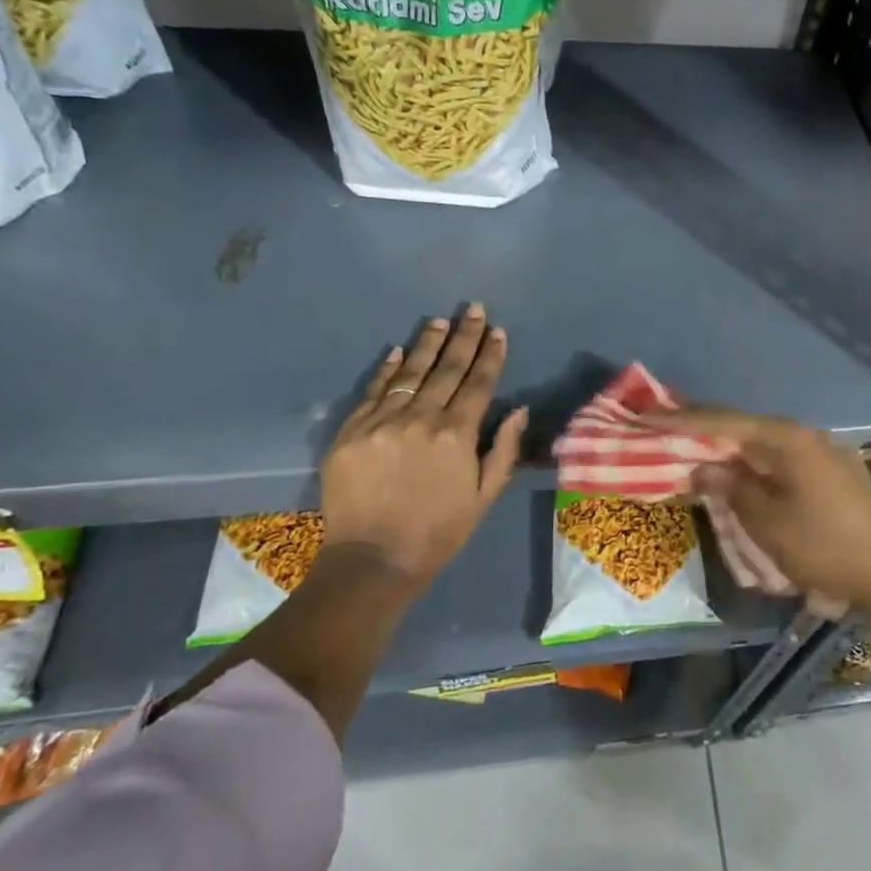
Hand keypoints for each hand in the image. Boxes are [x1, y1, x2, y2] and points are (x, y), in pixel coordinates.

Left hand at [319, 305, 525, 585]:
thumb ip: (504, 450)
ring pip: (410, 374)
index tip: (497, 331)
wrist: (373, 561)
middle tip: (472, 308)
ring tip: (439, 320)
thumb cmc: (438, 532)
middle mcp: (421, 419)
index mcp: (457, 435)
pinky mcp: (351, 432)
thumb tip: (519, 410)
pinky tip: (398, 350)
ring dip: (427, 344)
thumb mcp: (485, 497)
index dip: (490, 355)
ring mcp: (382, 422)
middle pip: (446, 369)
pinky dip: (386, 370)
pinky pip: (372, 392)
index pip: (479, 383)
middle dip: (463, 336)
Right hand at [647, 408, 870, 614]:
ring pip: (763, 446)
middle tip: (665, 430)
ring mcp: (823, 454)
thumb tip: (702, 468)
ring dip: (729, 451)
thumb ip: (730, 489)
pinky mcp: (833, 474)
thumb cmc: (824, 547)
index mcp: (787, 439)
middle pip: (744, 428)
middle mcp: (806, 436)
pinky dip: (754, 467)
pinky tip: (741, 477)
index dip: (682, 419)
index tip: (648, 415)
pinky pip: (781, 462)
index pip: (724, 421)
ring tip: (695, 454)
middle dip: (704, 431)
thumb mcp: (767, 522)